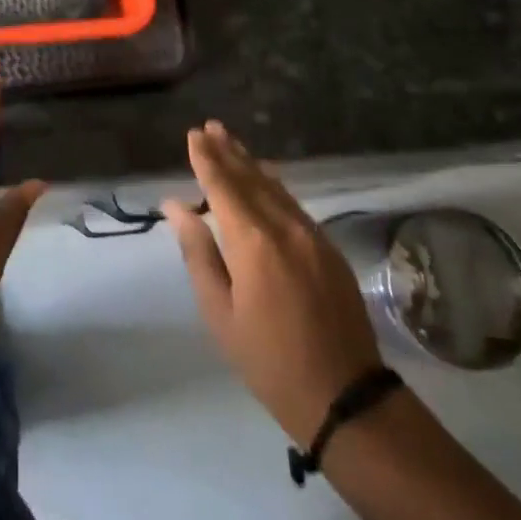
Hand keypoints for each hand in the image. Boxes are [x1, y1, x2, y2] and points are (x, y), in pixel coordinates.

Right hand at [163, 122, 383, 444]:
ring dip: (252, 164)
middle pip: (252, 179)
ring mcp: (312, 236)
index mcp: (253, 242)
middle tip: (210, 127)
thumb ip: (198, 253)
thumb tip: (177, 207)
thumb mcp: (219, 311)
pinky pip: (294, 204)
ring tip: (232, 143)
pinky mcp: (329, 249)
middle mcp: (285, 227)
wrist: (343, 393)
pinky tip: (267, 179)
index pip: (223, 187)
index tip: (193, 135)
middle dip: (229, 152)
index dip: (206, 160)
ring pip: (276, 188)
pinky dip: (274, 186)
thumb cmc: (267, 358)